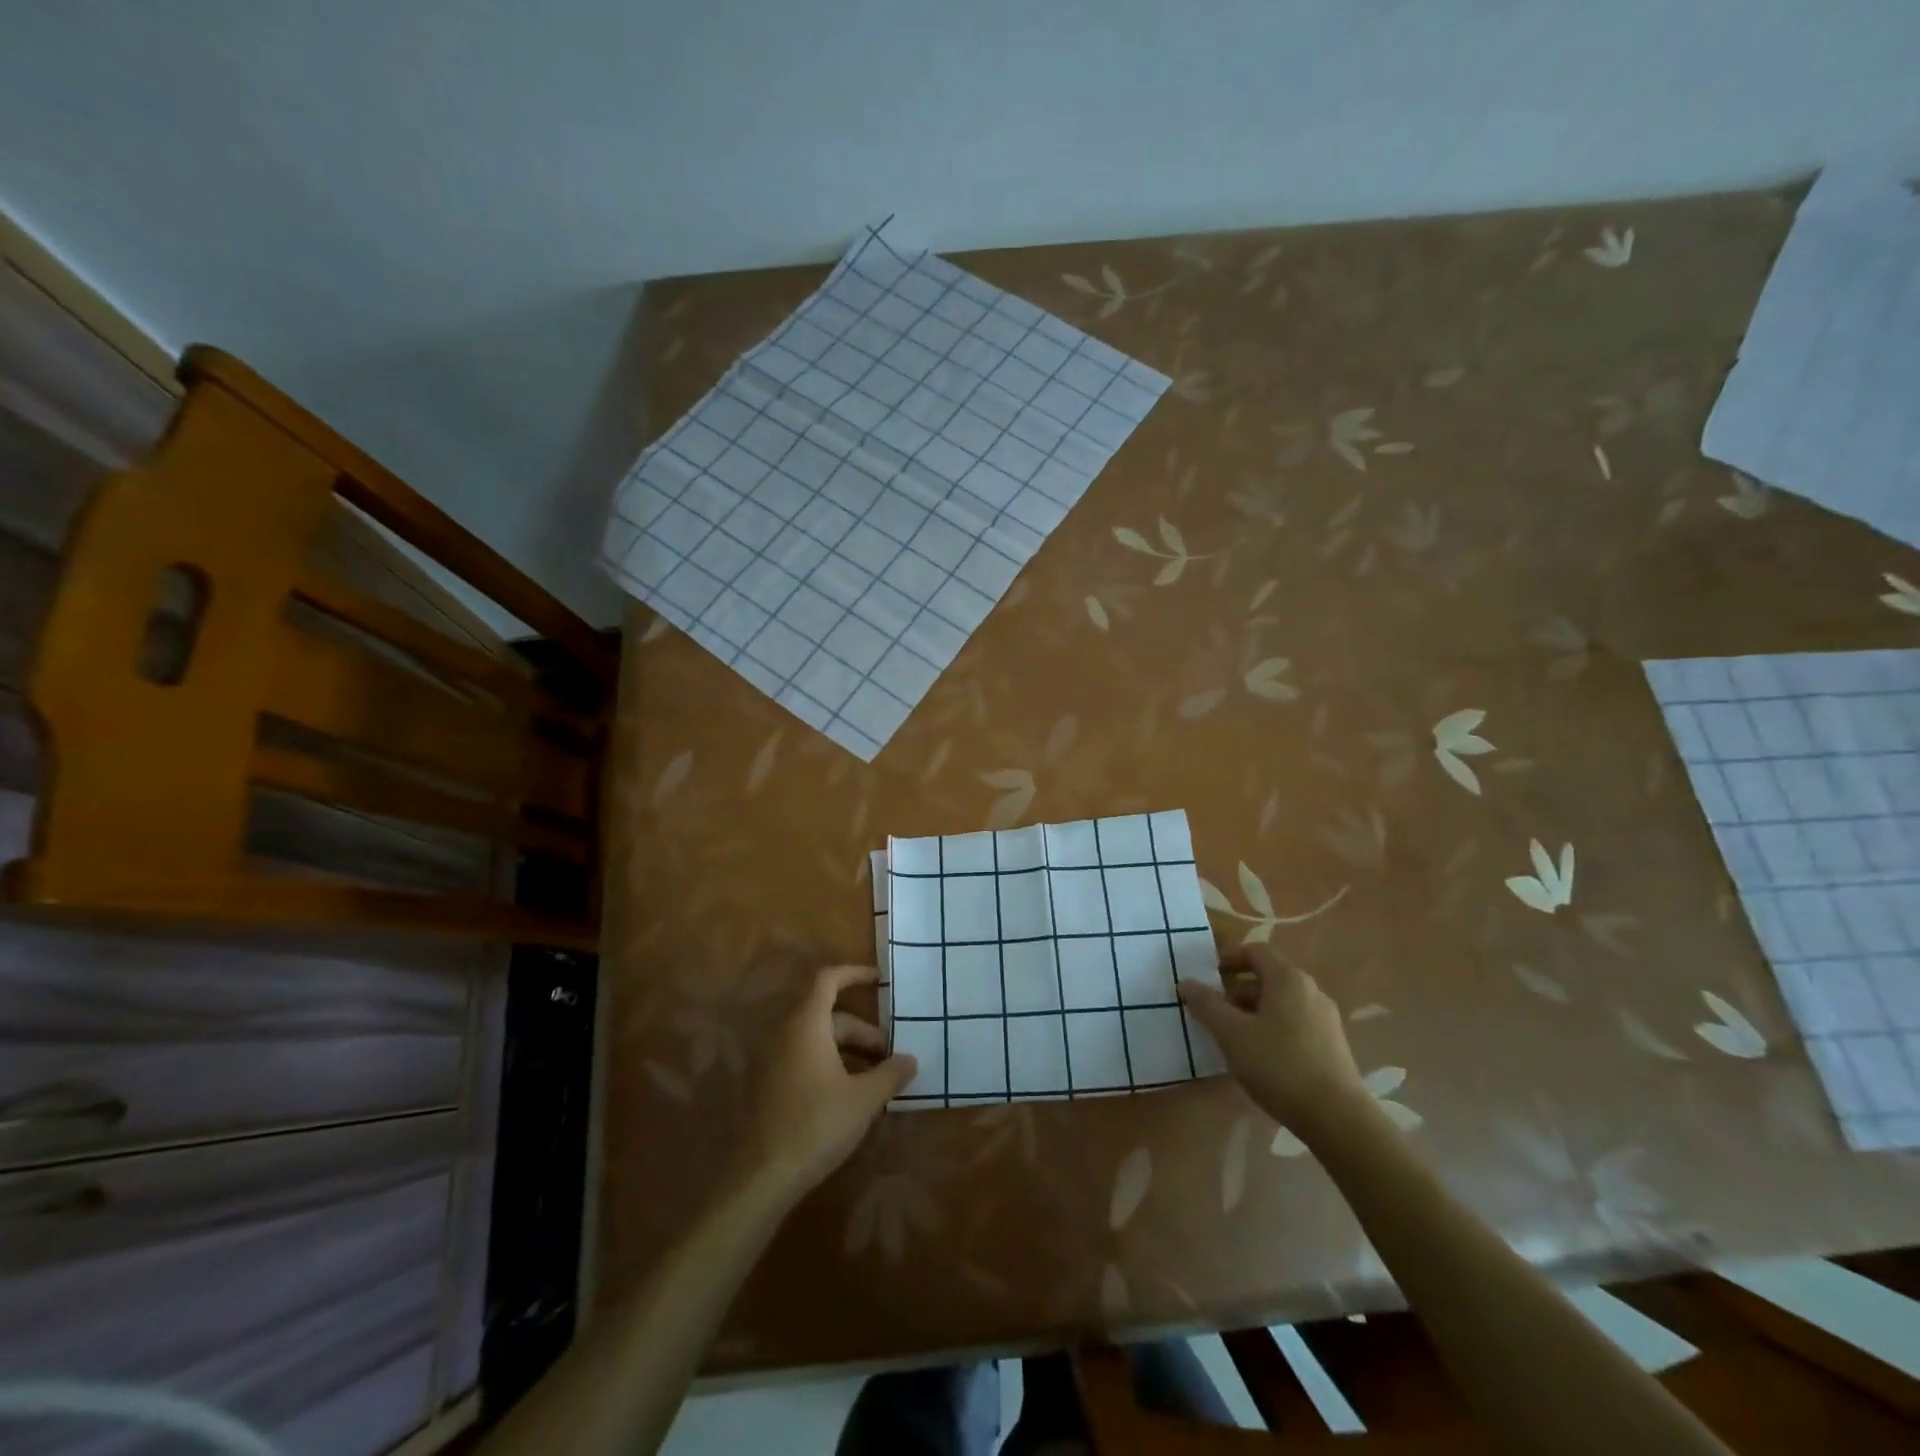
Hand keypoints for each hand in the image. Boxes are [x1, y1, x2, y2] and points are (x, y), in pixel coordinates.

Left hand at [738, 964, 916, 1199]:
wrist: (764, 1176)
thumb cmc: (817, 1124)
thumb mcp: (864, 1099)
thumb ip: (890, 1073)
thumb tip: (911, 1059)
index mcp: (807, 1025)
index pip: (828, 980)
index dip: (854, 974)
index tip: (880, 980)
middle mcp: (786, 1034)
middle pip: (829, 1016)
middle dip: (863, 1031)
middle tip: (890, 1056)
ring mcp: (774, 1060)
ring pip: (818, 1040)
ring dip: (849, 1050)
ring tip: (875, 1077)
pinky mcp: (770, 1086)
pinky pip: (805, 1058)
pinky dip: (830, 1064)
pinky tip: (850, 1095)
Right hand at [1177, 945, 1365, 1134]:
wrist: (1337, 1119)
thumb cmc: (1279, 1065)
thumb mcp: (1231, 1033)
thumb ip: (1206, 1004)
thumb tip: (1186, 982)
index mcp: (1288, 979)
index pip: (1255, 951)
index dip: (1228, 959)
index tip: (1207, 977)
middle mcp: (1311, 991)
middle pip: (1267, 978)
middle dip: (1236, 991)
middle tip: (1213, 1012)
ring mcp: (1325, 1020)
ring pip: (1280, 1004)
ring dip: (1252, 1012)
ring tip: (1231, 1038)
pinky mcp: (1332, 1046)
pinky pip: (1294, 1024)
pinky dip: (1272, 1030)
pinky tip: (1259, 1058)